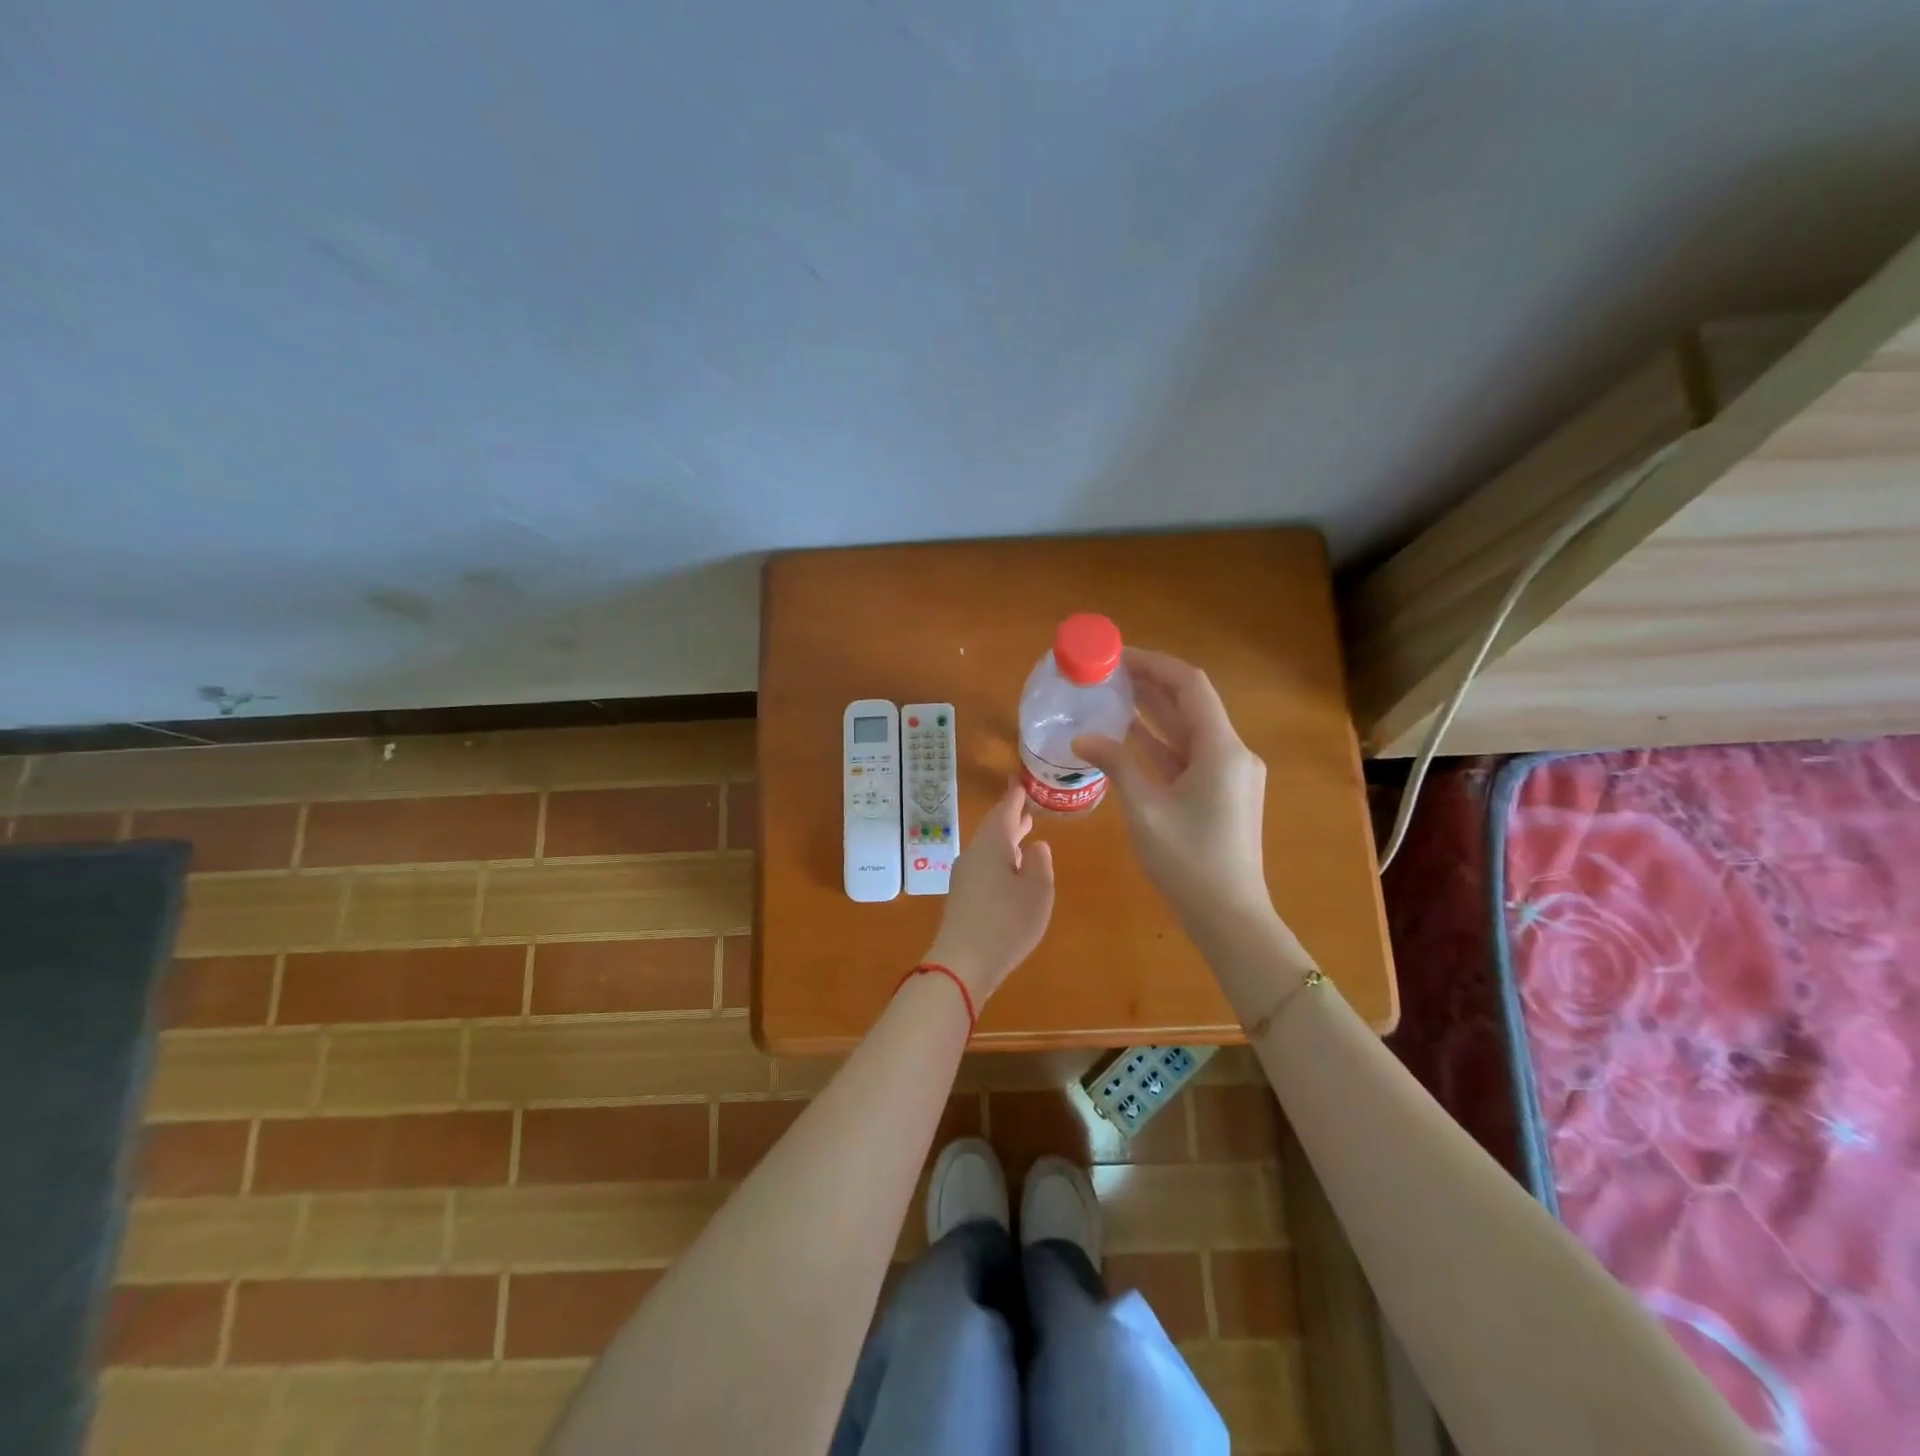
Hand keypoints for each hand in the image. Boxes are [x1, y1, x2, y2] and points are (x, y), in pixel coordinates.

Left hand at [923, 780, 1055, 1005]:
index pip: (1005, 811)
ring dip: (1007, 838)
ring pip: (988, 847)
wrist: (963, 962)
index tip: (1020, 780)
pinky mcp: (962, 896)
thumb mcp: (1037, 892)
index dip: (1015, 796)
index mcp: (993, 844)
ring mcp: (965, 876)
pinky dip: (1000, 857)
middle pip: (994, 828)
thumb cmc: (1007, 922)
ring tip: (1025, 832)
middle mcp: (974, 854)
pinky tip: (1011, 869)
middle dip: (1011, 816)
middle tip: (1026, 805)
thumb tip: (1036, 846)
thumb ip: (1040, 864)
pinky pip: (984, 865)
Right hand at [1075, 647, 1271, 931]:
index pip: (1189, 685)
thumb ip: (1116, 764)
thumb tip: (1082, 738)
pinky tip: (1130, 734)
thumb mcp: (1145, 809)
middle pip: (1190, 704)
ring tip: (1112, 694)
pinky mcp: (1222, 793)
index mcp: (1221, 749)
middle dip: (1150, 684)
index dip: (1153, 664)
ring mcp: (1230, 774)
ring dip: (1154, 711)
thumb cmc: (1187, 860)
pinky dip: (1161, 742)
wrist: (1229, 915)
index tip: (1117, 656)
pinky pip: (1189, 755)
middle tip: (1108, 672)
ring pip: (1189, 729)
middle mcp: (1232, 752)